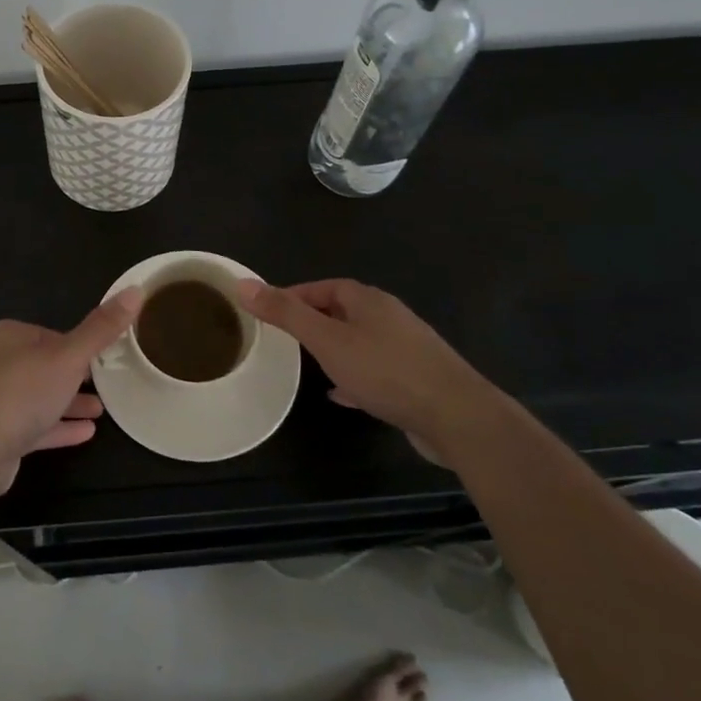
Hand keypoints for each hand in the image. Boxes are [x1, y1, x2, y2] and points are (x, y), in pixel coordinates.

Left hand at [0, 290, 142, 496]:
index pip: (53, 335)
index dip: (80, 347)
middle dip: (76, 377)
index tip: (107, 359)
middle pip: (45, 366)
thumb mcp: (68, 357)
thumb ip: (101, 328)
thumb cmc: (20, 394)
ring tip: (102, 410)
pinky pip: (33, 426)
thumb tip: (136, 288)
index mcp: (9, 336)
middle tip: (108, 385)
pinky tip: (86, 433)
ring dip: (69, 403)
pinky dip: (58, 427)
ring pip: (40, 397)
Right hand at [238, 279, 498, 463]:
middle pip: (343, 311)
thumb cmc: (385, 371)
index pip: (324, 287)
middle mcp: (389, 317)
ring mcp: (406, 348)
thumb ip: (286, 313)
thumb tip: (244, 284)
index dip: (295, 296)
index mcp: (368, 300)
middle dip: (314, 321)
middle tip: (284, 338)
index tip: (270, 312)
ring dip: (334, 349)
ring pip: (360, 341)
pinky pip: (376, 370)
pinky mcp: (416, 379)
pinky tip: (340, 394)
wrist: (456, 416)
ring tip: (307, 364)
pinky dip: (354, 376)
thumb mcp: (326, 340)